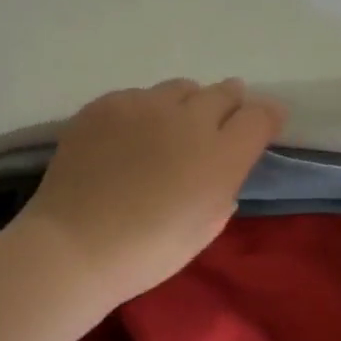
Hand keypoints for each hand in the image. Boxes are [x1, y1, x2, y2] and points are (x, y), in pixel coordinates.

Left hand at [17, 78, 286, 305]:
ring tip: (168, 130)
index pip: (260, 116)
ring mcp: (143, 105)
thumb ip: (224, 188)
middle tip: (218, 121)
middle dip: (228, 103)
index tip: (261, 125)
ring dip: (184, 105)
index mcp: (220, 155)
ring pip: (178, 89)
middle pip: (222, 92)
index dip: (266, 117)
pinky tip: (127, 138)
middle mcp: (187, 118)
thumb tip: (222, 167)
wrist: (74, 245)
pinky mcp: (105, 104)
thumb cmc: (147, 252)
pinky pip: (136, 96)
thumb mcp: (205, 228)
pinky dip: (142, 112)